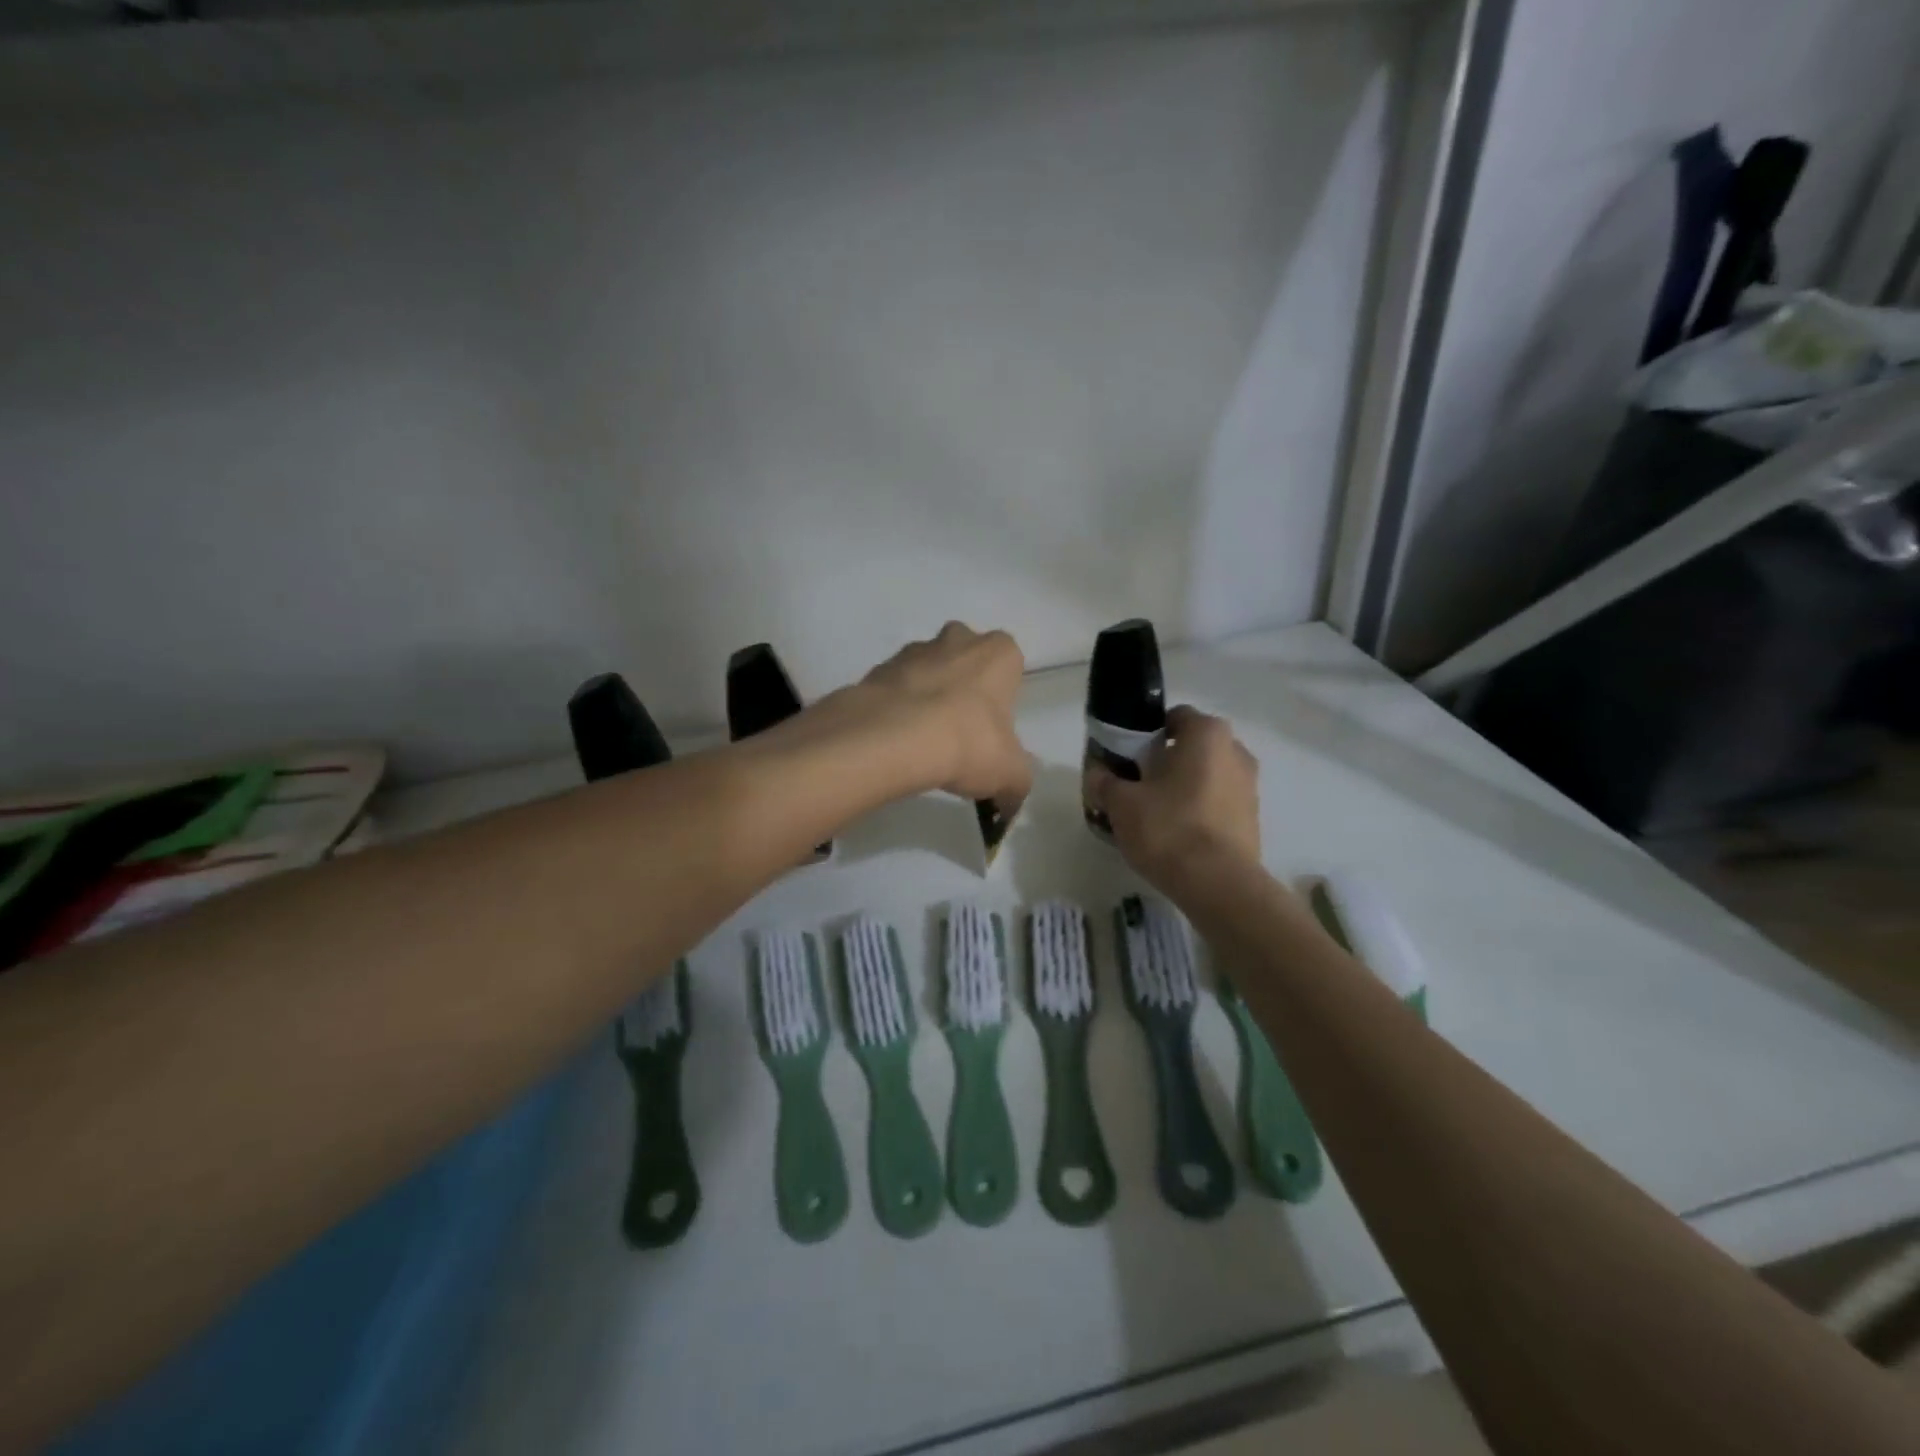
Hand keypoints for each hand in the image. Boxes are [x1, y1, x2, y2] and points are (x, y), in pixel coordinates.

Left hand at [857, 623, 1032, 812]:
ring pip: (925, 672)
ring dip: (926, 698)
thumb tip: (1010, 803)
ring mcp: (911, 651)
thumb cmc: (968, 743)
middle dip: (962, 688)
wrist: (893, 740)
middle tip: (960, 732)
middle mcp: (957, 639)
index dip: (1001, 699)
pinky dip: (895, 710)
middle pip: (964, 659)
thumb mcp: (1010, 775)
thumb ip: (1016, 786)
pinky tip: (896, 744)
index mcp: (998, 653)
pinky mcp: (875, 671)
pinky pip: (893, 690)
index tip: (992, 731)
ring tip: (923, 744)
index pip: (1009, 665)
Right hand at [1088, 705, 1260, 893]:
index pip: (1173, 718)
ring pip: (1207, 777)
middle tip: (1136, 785)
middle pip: (1192, 748)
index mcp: (1207, 734)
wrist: (1218, 885)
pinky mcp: (1253, 820)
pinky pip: (1219, 804)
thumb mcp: (1121, 803)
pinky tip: (1176, 835)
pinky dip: (1199, 812)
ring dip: (1183, 788)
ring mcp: (1250, 787)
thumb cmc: (1168, 828)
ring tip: (1154, 814)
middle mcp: (1236, 752)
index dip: (1146, 734)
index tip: (1127, 757)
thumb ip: (1105, 782)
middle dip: (1166, 762)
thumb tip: (1097, 773)